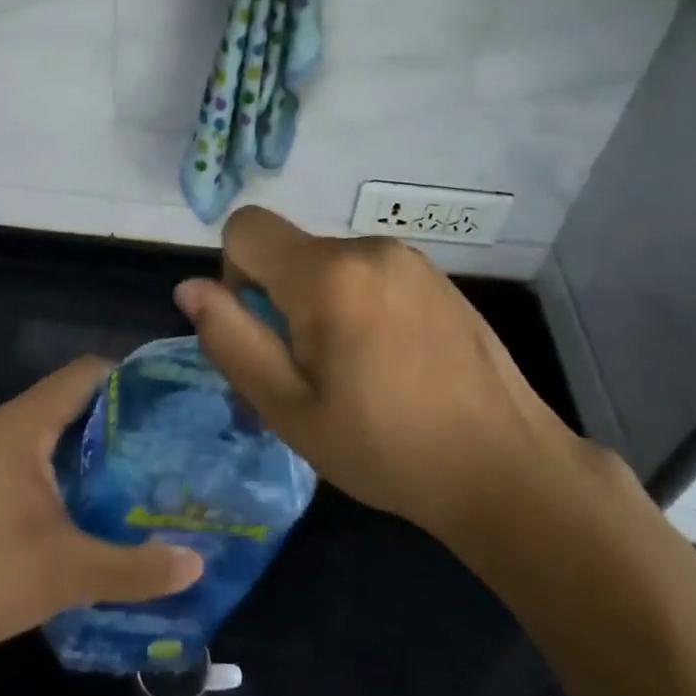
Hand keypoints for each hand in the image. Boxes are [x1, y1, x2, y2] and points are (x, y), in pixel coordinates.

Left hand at [0, 359, 203, 668]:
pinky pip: (42, 453)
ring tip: (152, 465)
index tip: (176, 399)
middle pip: (75, 397)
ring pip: (58, 429)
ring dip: (99, 443)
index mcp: (23, 425)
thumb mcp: (66, 573)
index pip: (87, 373)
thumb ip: (135, 568)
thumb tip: (198, 565)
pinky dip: (75, 464)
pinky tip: (104, 498)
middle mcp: (7, 427)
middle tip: (175, 437)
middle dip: (124, 414)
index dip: (133, 378)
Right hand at [173, 207, 586, 552]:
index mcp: (326, 274)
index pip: (245, 227)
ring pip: (327, 264)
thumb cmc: (385, 447)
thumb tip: (190, 288)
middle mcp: (367, 248)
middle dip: (279, 300)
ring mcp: (409, 259)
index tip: (265, 333)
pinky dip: (357, 305)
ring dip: (319, 305)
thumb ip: (231, 339)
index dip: (234, 275)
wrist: (506, 468)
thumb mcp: (289, 408)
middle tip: (308, 373)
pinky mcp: (437, 277)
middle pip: (288, 251)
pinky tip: (391, 363)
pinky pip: (368, 274)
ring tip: (353, 374)